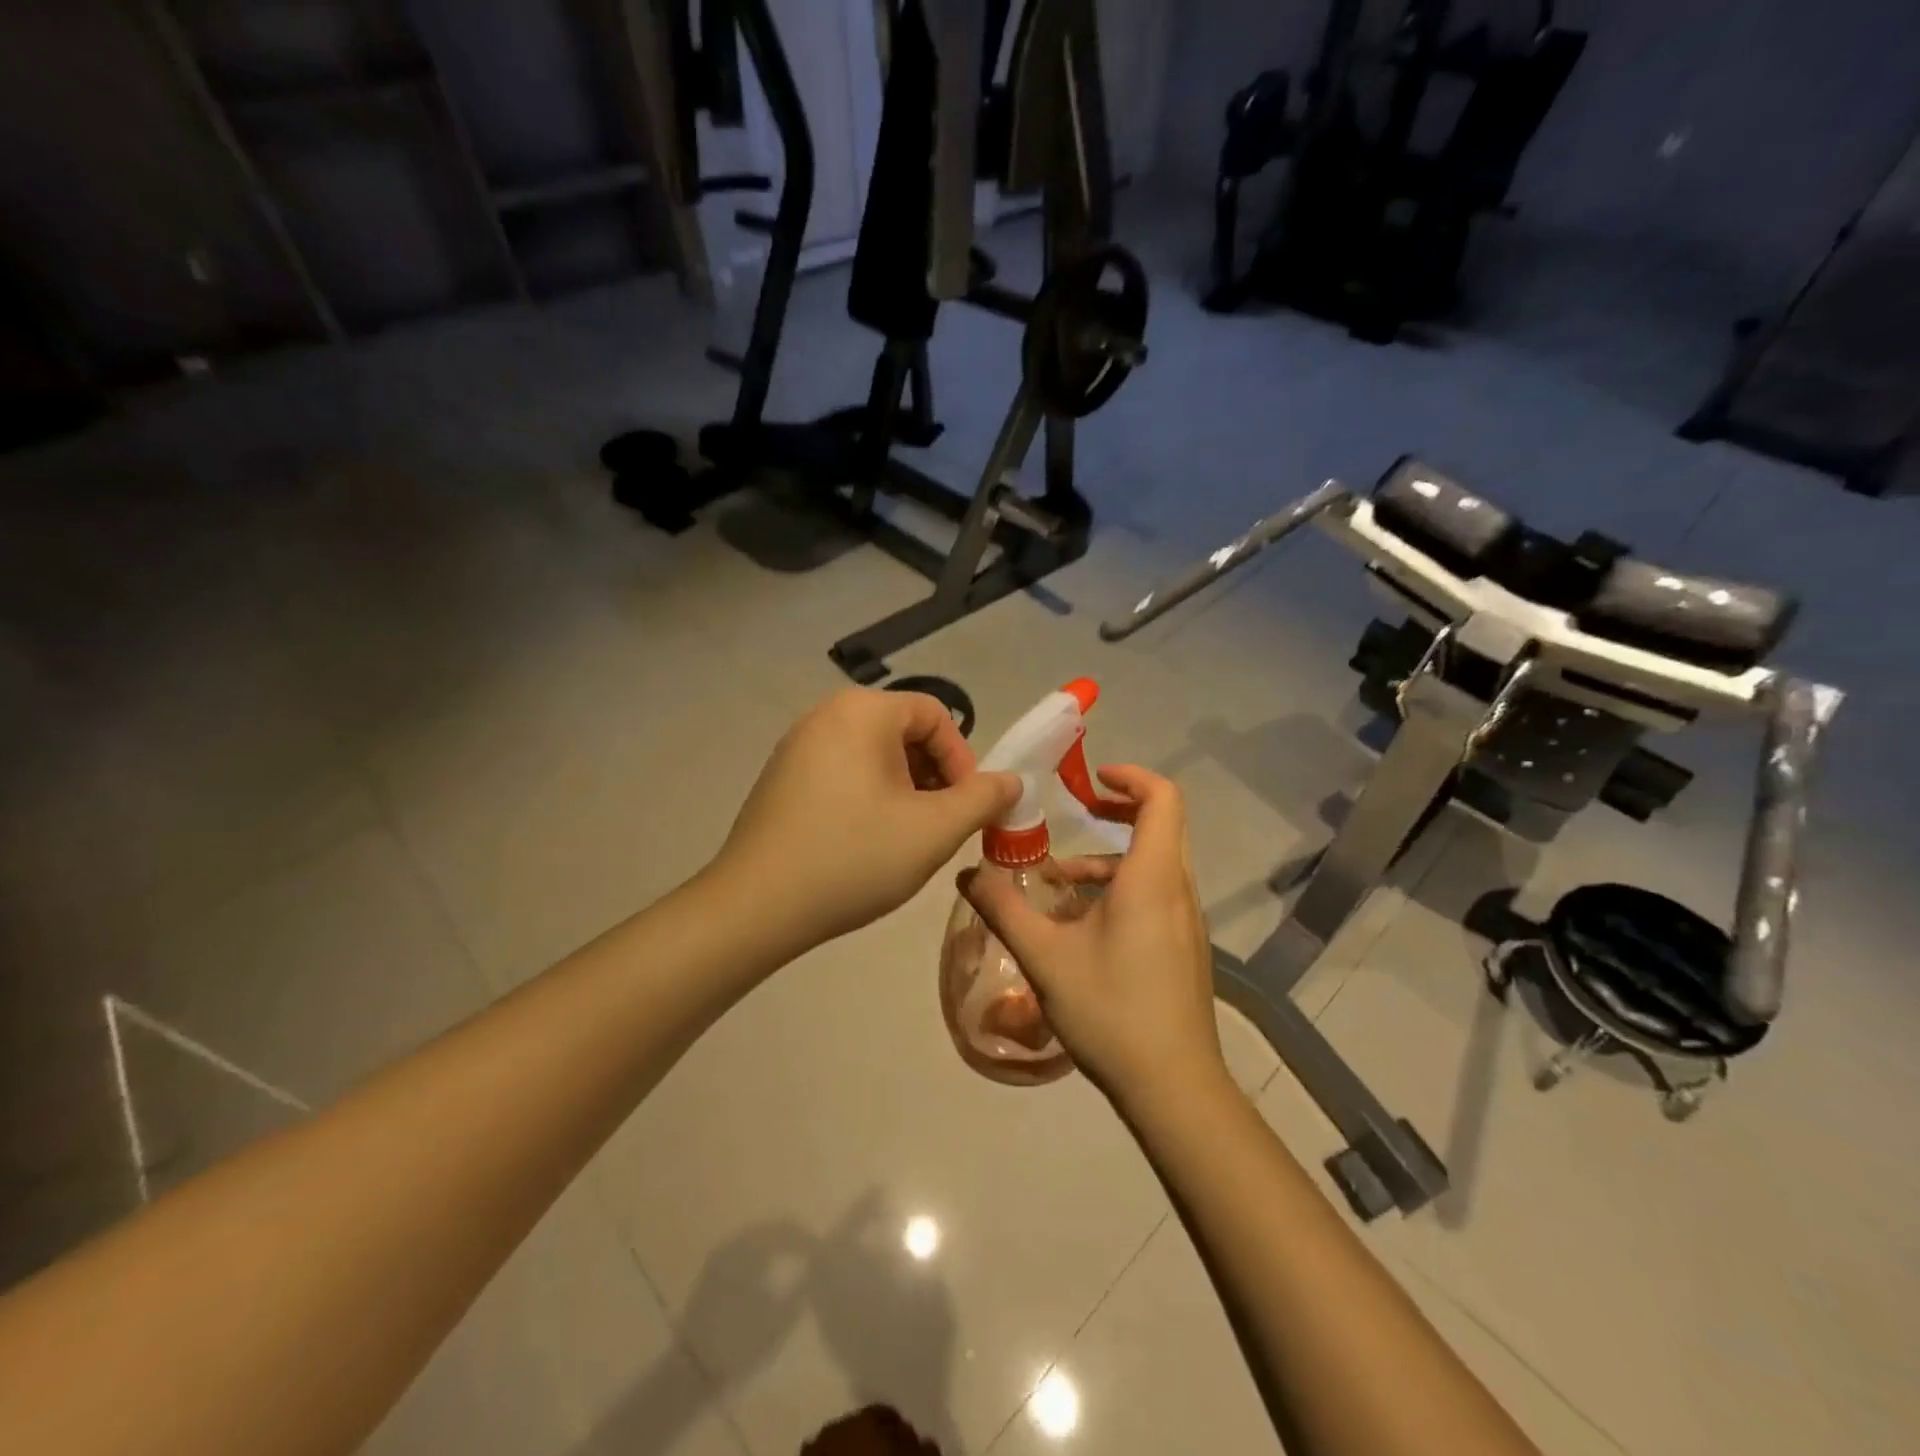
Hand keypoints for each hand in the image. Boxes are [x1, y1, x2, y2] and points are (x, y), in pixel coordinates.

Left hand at [718, 689, 1019, 952]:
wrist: (756, 906)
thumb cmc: (854, 858)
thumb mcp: (934, 830)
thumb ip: (982, 799)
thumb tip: (1011, 781)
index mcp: (863, 711)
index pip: (936, 716)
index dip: (963, 761)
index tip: (966, 809)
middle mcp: (826, 714)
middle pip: (903, 733)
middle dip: (933, 778)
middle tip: (939, 827)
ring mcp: (796, 745)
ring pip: (873, 756)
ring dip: (904, 791)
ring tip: (906, 839)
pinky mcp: (780, 777)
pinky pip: (842, 772)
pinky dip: (868, 797)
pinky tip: (865, 843)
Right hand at [959, 765, 1225, 1111]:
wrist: (1173, 1087)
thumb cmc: (1111, 1010)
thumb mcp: (1044, 958)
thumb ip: (1003, 909)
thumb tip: (966, 873)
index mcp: (1152, 878)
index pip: (1162, 799)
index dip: (1130, 777)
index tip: (1091, 780)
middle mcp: (1178, 890)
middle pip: (1161, 825)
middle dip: (1117, 812)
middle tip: (1075, 814)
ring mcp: (1187, 921)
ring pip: (1154, 865)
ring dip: (1109, 860)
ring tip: (1056, 884)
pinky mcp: (1185, 947)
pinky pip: (1157, 894)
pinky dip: (1121, 889)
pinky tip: (1080, 926)